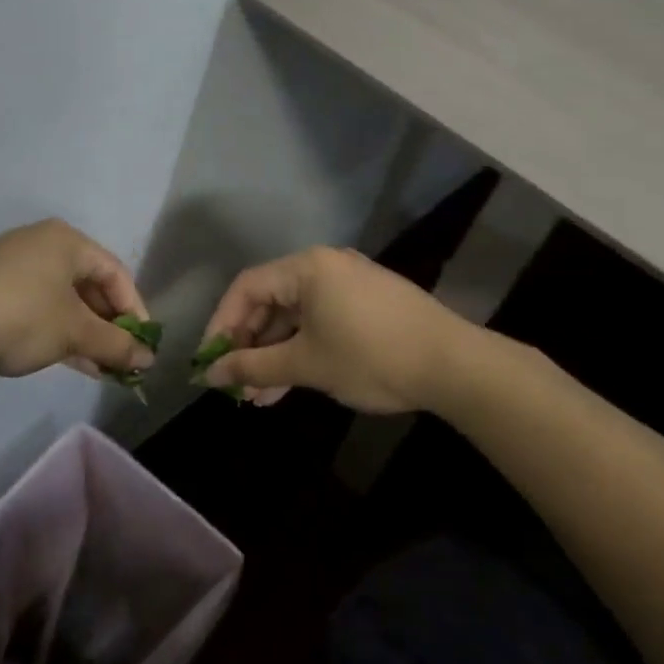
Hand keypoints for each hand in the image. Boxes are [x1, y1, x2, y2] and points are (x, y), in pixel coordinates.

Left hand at [0, 219, 155, 380]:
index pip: (116, 272)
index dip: (135, 309)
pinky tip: (67, 360)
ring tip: (98, 367)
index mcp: (66, 240)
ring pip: (62, 299)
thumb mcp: (74, 332)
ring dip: (84, 333)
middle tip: (120, 358)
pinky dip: (56, 330)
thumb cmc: (19, 318)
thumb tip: (149, 357)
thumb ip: (115, 344)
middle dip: (107, 325)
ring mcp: (12, 265)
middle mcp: (40, 244)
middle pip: (88, 285)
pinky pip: (37, 307)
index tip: (143, 345)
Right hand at [200, 246, 471, 412]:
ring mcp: (348, 284)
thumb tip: (209, 375)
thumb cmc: (371, 357)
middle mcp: (325, 266)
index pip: (246, 287)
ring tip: (259, 397)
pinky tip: (289, 385)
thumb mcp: (306, 364)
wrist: (454, 365)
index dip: (222, 324)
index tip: (210, 362)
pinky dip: (302, 350)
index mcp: (307, 267)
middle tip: (236, 384)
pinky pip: (319, 321)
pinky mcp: (366, 304)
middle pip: (270, 301)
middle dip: (250, 345)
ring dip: (275, 354)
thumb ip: (253, 366)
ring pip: (295, 317)